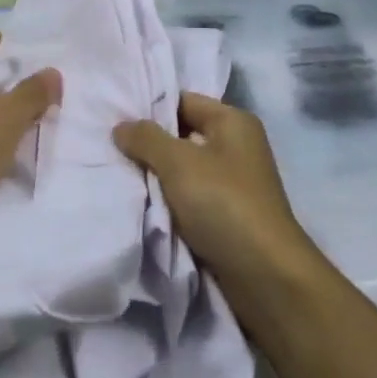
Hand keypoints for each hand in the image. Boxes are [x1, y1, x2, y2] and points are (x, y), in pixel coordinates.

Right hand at [115, 92, 315, 282]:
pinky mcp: (229, 215)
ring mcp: (234, 182)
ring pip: (184, 169)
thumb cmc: (224, 204)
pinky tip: (143, 204)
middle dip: (149, 144)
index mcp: (233, 121)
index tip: (114, 118)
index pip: (183, 101)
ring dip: (157, 176)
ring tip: (120, 175)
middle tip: (110, 148)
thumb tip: (121, 127)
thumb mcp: (178, 163)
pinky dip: (170, 200)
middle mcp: (236, 146)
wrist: (266, 276)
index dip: (149, 108)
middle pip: (182, 134)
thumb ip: (146, 139)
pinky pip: (191, 197)